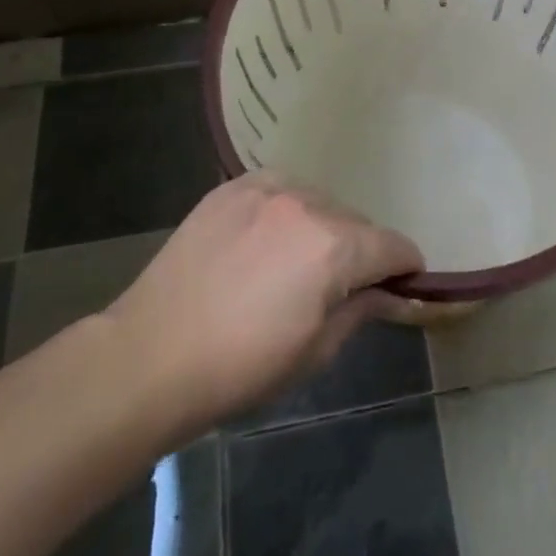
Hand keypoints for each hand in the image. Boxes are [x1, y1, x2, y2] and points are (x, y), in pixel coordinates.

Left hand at [99, 175, 422, 438]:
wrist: (150, 356)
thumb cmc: (240, 367)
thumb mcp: (315, 352)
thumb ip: (362, 309)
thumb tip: (392, 293)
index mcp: (334, 247)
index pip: (394, 245)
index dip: (406, 268)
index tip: (402, 285)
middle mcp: (307, 204)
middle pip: (356, 222)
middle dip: (360, 251)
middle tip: (339, 286)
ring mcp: (266, 189)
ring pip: (318, 201)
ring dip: (322, 227)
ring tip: (295, 262)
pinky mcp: (232, 187)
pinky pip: (278, 189)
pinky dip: (285, 210)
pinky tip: (265, 238)